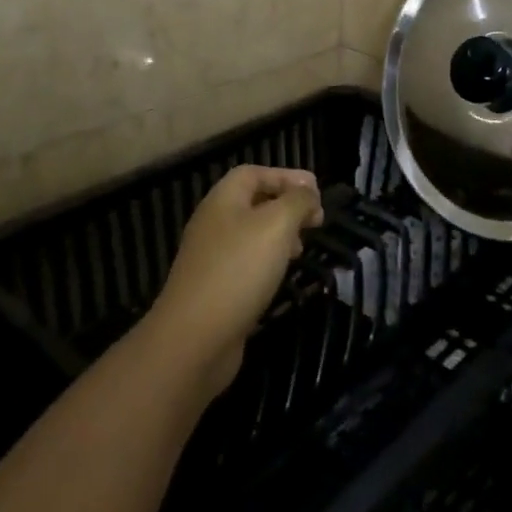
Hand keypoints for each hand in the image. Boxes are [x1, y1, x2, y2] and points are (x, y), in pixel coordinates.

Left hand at [147, 164, 322, 394]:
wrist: (194, 338)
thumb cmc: (238, 270)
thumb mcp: (277, 225)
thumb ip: (297, 202)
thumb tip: (308, 194)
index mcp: (223, 200)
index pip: (255, 173)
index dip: (287, 176)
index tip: (317, 193)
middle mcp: (214, 223)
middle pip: (254, 202)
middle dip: (287, 206)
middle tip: (316, 221)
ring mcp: (212, 257)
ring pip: (252, 234)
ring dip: (281, 235)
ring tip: (303, 249)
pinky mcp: (215, 288)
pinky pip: (246, 263)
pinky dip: (268, 262)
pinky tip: (282, 276)